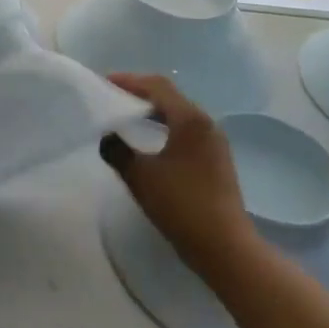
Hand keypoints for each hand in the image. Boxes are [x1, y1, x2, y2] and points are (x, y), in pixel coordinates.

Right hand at [100, 73, 252, 278]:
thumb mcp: (140, 176)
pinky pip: (186, 131)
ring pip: (179, 114)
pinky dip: (164, 127)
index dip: (129, 81)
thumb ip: (118, 150)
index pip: (157, 87)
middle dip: (140, 93)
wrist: (224, 246)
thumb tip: (107, 136)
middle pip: (170, 96)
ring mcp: (214, 142)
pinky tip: (149, 141)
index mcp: (190, 119)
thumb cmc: (181, 205)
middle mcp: (206, 124)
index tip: (104, 82)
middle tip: (112, 96)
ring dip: (153, 111)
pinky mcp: (216, 160)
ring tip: (127, 116)